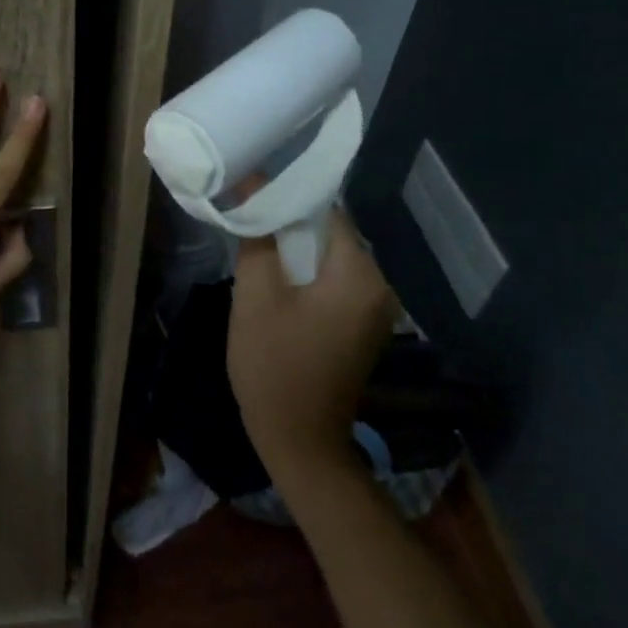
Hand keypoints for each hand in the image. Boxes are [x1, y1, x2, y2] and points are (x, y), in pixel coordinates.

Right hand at [228, 207, 393, 482]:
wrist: (299, 441)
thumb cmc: (274, 366)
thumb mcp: (255, 296)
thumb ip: (258, 237)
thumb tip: (252, 186)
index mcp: (361, 276)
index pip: (327, 212)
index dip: (287, 196)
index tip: (252, 188)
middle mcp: (380, 286)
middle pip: (331, 234)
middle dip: (289, 221)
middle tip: (247, 212)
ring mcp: (374, 309)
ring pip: (330, 257)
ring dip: (295, 247)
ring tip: (254, 238)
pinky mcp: (361, 325)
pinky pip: (333, 281)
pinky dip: (306, 271)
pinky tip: (275, 273)